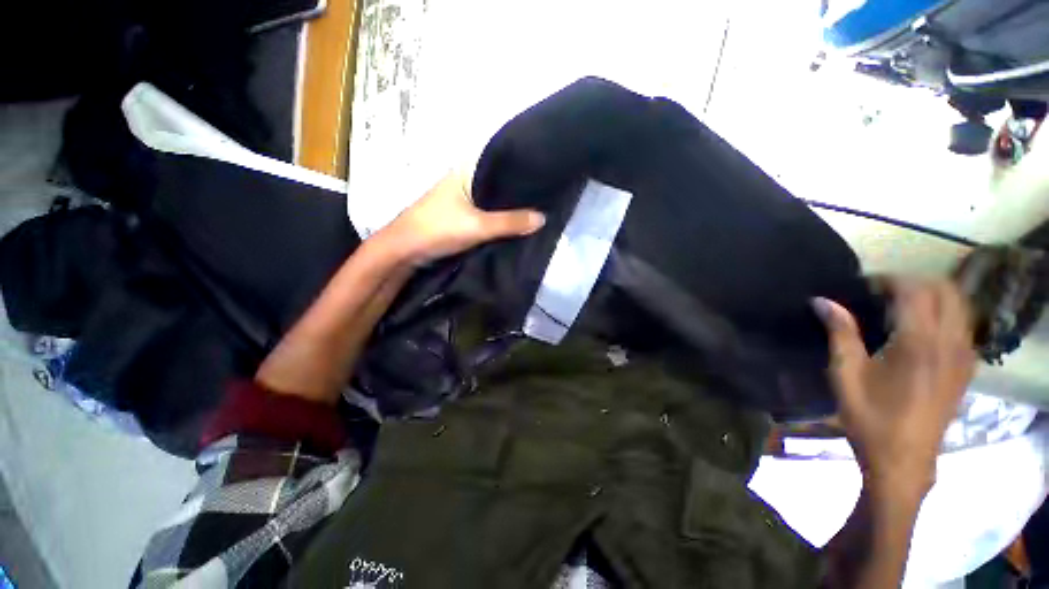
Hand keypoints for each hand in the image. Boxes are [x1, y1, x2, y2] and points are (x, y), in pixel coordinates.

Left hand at [379, 171, 544, 263]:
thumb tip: (543, 218)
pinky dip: (501, 216)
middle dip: (520, 190)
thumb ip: (510, 222)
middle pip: (499, 182)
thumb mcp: (477, 226)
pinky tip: (517, 222)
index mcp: (467, 169)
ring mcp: (464, 197)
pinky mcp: (463, 214)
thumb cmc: (438, 229)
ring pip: (494, 198)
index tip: (548, 174)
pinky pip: (488, 212)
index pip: (502, 161)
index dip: (523, 167)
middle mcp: (466, 178)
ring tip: (540, 207)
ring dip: (511, 205)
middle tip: (549, 195)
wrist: (406, 250)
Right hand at [815, 280, 975, 499]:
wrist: (904, 461)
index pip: (914, 290)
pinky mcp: (967, 367)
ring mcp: (964, 355)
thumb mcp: (846, 374)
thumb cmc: (870, 417)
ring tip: (899, 308)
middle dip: (913, 283)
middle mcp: (950, 342)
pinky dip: (943, 314)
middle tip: (880, 294)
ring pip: (959, 304)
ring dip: (931, 296)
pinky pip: (963, 324)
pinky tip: (919, 330)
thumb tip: (821, 300)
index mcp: (919, 343)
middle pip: (944, 290)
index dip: (887, 280)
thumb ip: (840, 332)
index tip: (862, 286)